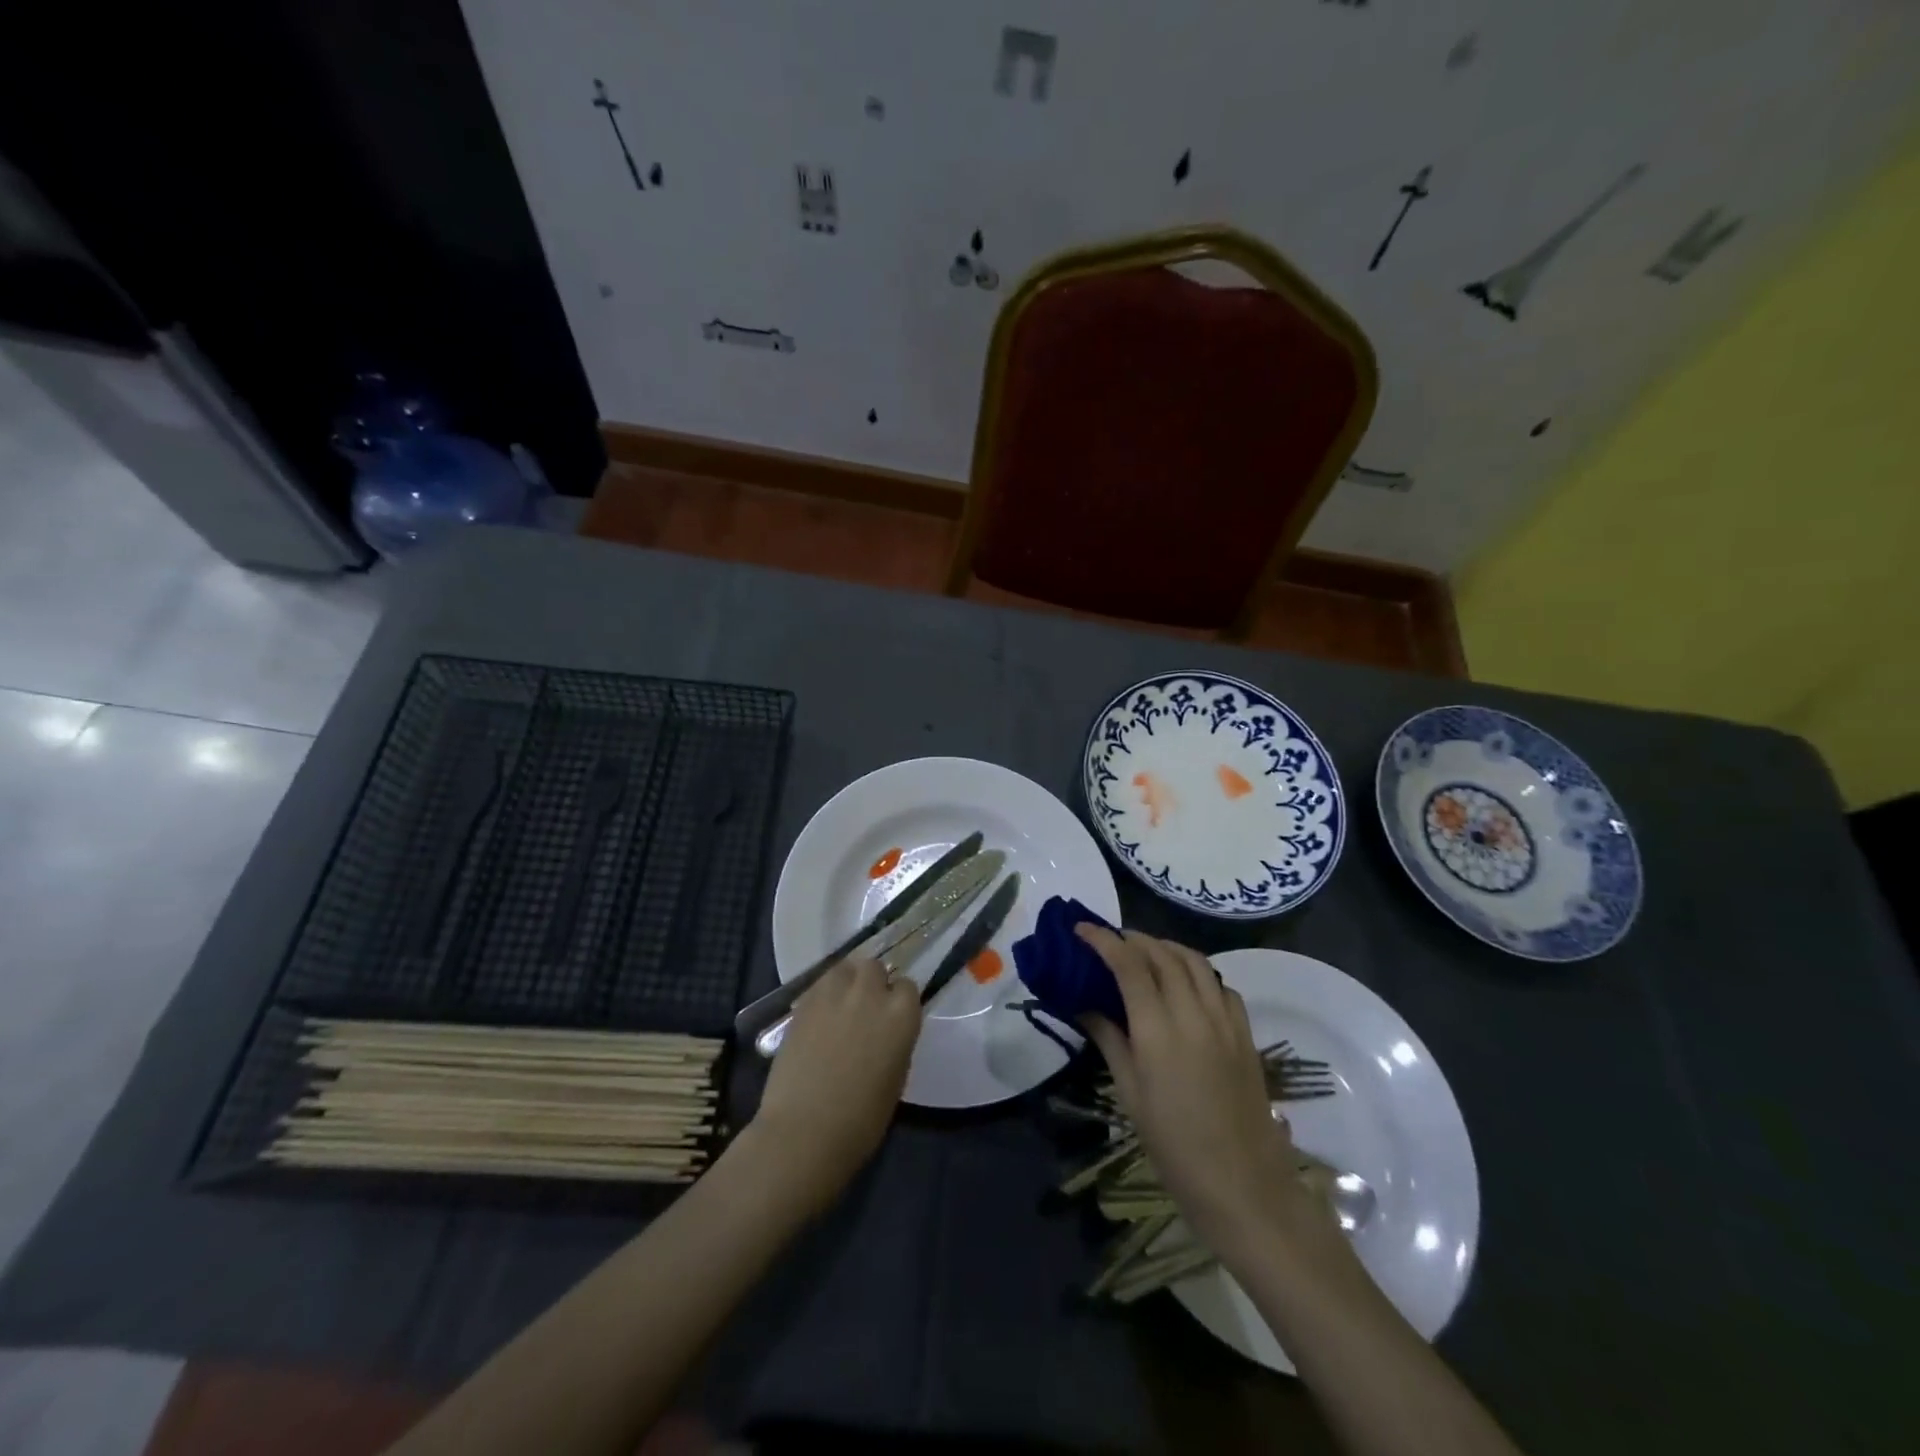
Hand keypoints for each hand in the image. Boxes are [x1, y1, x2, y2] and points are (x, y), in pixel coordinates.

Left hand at [746, 958, 920, 1213]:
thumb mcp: (896, 1077)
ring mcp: (834, 994)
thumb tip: (887, 1031)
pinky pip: (820, 984)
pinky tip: (820, 1017)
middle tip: (865, 1009)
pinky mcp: (803, 1002)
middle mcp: (870, 993)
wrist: (805, 1132)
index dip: (899, 1001)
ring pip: (845, 968)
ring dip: (847, 981)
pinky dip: (823, 993)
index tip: (892, 1018)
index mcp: (901, 1014)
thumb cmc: (861, 1120)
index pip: (907, 986)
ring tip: (841, 1005)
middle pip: (874, 967)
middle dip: (872, 983)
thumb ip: (895, 1041)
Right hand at [1075, 927, 1338, 1268]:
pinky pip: (1221, 985)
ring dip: (1167, 947)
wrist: (1245, 1186)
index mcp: (1158, 1031)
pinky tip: (1186, 985)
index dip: (1104, 940)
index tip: (1082, 929)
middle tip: (1110, 941)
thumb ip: (1110, 1040)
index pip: (1129, 965)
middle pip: (1163, 954)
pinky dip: (1198, 972)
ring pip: (1196, 962)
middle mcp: (1194, 1014)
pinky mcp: (1245, 1033)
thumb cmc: (1175, 1147)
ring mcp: (1225, 1021)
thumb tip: (1085, 1005)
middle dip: (1133, 939)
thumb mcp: (1131, 1094)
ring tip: (1145, 952)